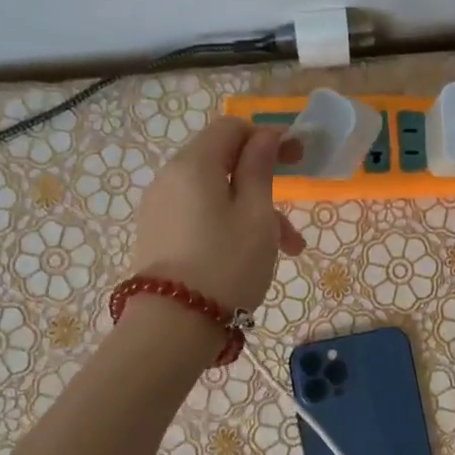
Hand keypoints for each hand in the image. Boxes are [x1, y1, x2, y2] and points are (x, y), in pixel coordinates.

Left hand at [130, 117, 305, 313]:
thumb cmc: (227, 264)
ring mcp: (159, 208)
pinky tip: (249, 258)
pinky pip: (198, 216)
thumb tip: (265, 136)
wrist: (173, 327)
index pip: (232, 128)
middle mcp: (169, 178)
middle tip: (294, 219)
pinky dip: (227, 225)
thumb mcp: (257, 215)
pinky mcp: (156, 235)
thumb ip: (260, 168)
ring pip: (214, 195)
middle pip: (223, 163)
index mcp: (194, 164)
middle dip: (264, 184)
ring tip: (285, 252)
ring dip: (252, 213)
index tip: (298, 159)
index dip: (267, 137)